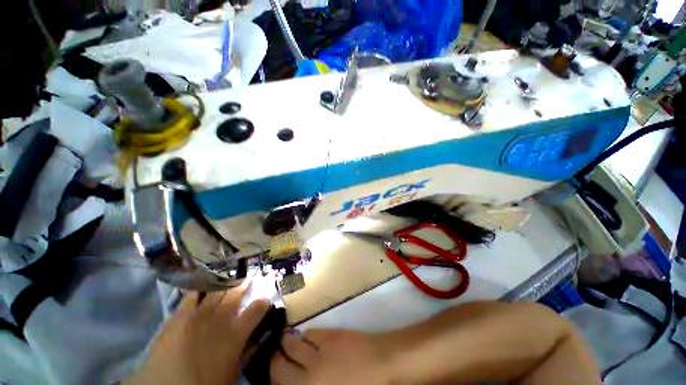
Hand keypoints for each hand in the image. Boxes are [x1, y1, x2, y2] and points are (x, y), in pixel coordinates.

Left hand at [125, 288, 269, 384]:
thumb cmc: (206, 382)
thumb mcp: (234, 370)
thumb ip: (249, 350)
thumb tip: (261, 334)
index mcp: (237, 332)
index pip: (258, 308)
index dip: (263, 301)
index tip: (265, 297)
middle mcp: (222, 317)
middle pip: (237, 293)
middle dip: (245, 283)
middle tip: (250, 277)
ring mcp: (201, 312)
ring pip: (219, 289)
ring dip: (227, 282)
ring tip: (231, 276)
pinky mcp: (181, 313)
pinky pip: (194, 294)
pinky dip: (201, 287)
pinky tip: (205, 281)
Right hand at [271, 329, 391, 384]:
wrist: (383, 366)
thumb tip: (299, 379)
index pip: (279, 384)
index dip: (273, 377)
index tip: (273, 373)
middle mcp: (307, 377)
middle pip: (278, 366)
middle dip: (274, 360)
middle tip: (275, 356)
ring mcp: (317, 355)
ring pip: (291, 344)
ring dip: (286, 342)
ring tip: (286, 341)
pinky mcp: (328, 336)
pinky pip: (309, 333)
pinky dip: (305, 335)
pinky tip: (308, 337)